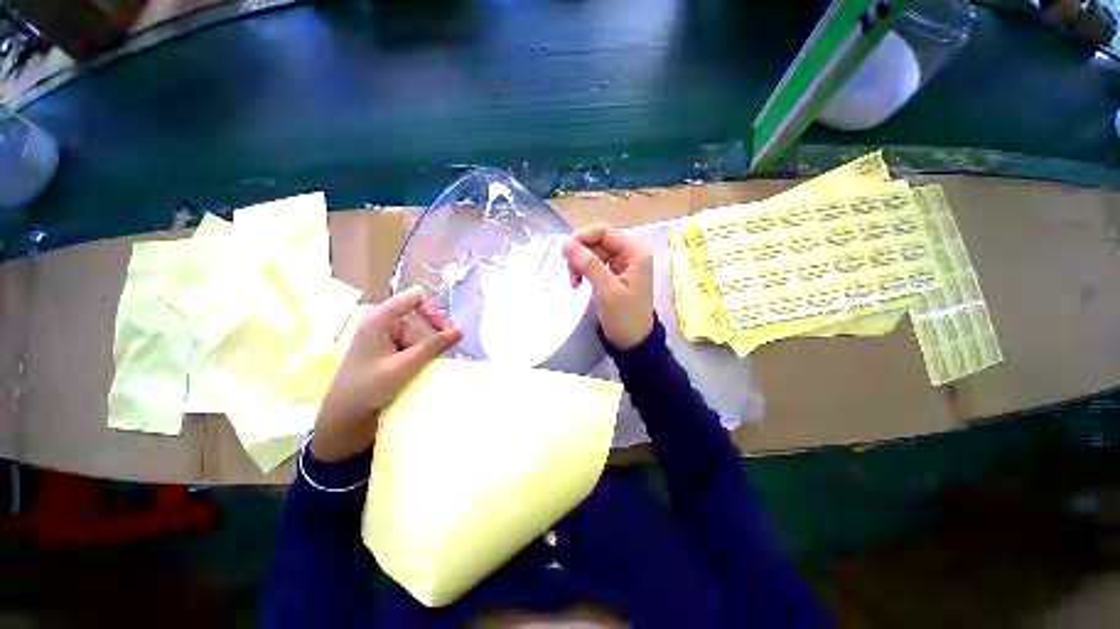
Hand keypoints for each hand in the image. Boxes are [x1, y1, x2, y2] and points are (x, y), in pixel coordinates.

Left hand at [311, 287, 462, 462]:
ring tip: (423, 371)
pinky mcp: (387, 350)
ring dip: (426, 352)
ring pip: (418, 336)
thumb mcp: (405, 365)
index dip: (433, 311)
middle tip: (438, 359)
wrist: (344, 416)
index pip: (415, 297)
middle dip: (431, 340)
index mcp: (380, 318)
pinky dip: (420, 357)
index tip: (445, 333)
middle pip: (420, 320)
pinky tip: (419, 371)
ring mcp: (384, 337)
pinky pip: (412, 346)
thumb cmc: (369, 387)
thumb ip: (434, 346)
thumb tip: (462, 331)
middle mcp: (382, 322)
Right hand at [563, 223, 654, 349]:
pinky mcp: (614, 274)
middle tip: (570, 274)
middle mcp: (629, 253)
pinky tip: (578, 284)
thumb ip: (588, 264)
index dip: (582, 238)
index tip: (565, 253)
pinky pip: (595, 264)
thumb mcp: (606, 289)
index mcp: (634, 252)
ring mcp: (622, 264)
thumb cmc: (624, 316)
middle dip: (580, 255)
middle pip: (597, 241)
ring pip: (593, 253)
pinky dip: (584, 272)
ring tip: (574, 283)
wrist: (632, 341)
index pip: (603, 232)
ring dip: (580, 265)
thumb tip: (566, 243)